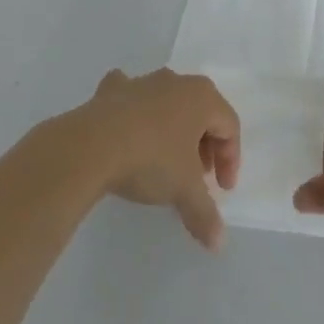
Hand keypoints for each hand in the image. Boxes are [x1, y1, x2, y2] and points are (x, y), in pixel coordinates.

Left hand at [76, 68, 240, 250]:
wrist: (92, 145)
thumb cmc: (151, 159)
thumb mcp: (184, 190)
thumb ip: (205, 214)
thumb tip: (218, 242)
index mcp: (202, 97)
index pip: (229, 126)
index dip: (230, 160)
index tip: (222, 190)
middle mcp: (176, 81)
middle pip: (201, 112)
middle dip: (204, 145)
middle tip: (198, 178)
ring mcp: (143, 82)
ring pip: (168, 103)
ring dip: (173, 130)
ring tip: (165, 162)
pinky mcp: (112, 89)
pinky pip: (131, 97)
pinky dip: (133, 112)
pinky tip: (126, 131)